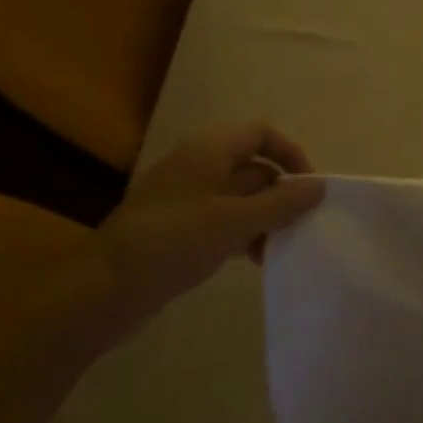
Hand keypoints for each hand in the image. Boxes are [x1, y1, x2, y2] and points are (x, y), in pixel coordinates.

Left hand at [95, 122, 324, 328]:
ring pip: (241, 197)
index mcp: (209, 150)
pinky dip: (244, 233)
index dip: (289, 153)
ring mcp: (187, 198)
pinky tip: (256, 260)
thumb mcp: (235, 222)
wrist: (104, 289)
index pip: (261, 134)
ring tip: (280, 248)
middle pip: (254, 167)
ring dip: (265, 218)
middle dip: (281, 194)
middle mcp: (199, 166)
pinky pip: (224, 220)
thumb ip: (281, 203)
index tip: (309, 187)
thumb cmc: (174, 242)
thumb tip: (319, 186)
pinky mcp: (180, 227)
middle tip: (302, 224)